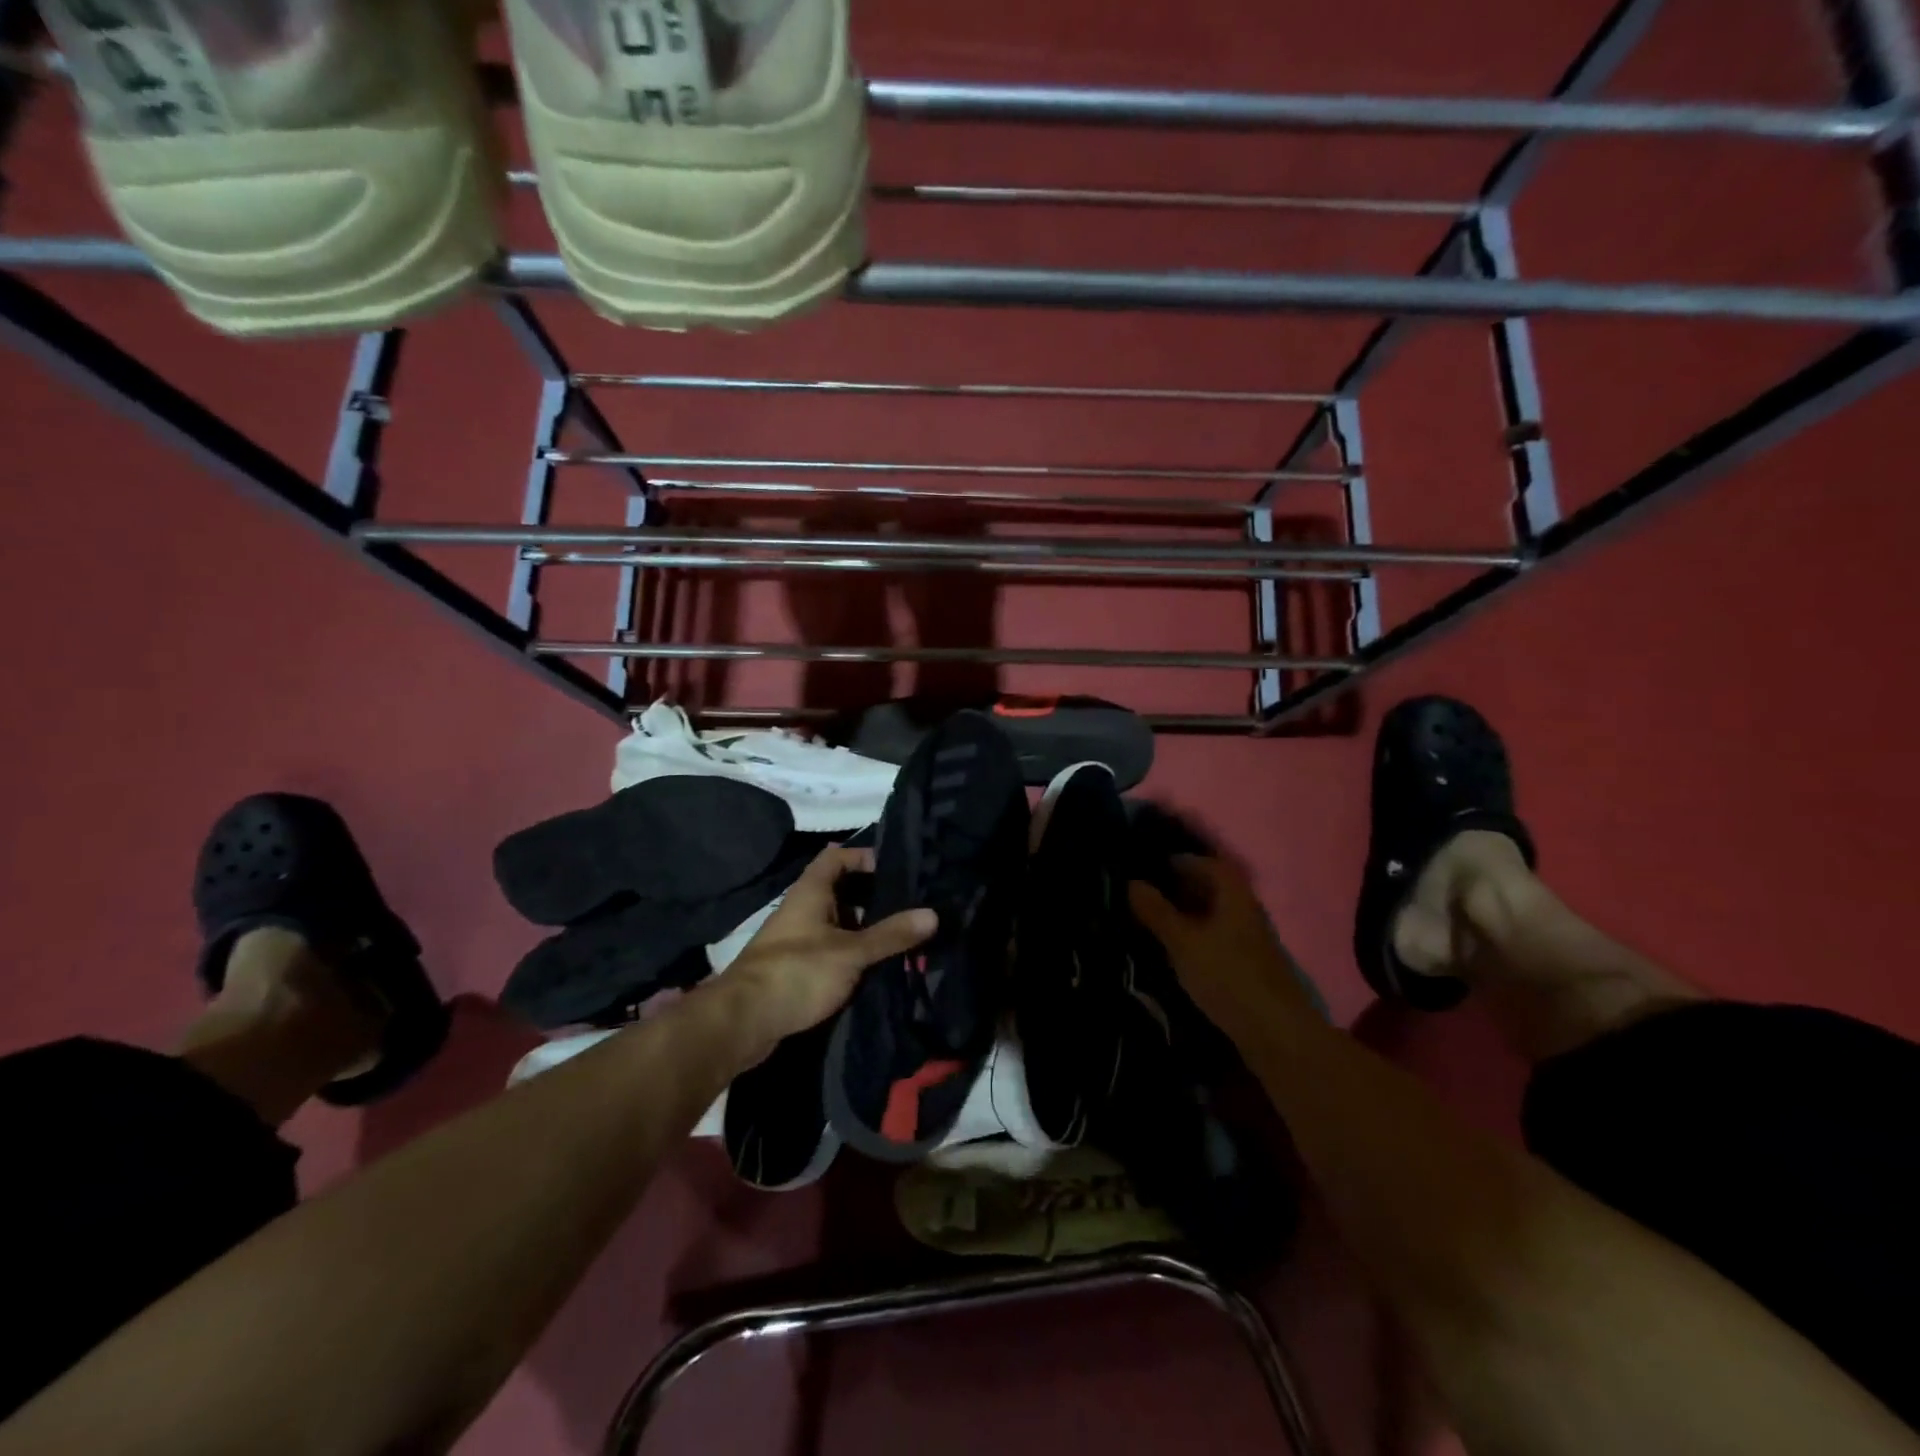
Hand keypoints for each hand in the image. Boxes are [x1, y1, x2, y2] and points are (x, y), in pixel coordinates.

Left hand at [716, 846, 936, 1059]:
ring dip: (864, 927)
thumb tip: (933, 914)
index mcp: (810, 892)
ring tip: (902, 935)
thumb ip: (891, 934)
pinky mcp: (795, 967)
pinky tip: (875, 965)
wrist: (742, 1022)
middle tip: (910, 905)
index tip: (897, 870)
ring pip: (837, 922)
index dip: (865, 856)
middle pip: (840, 889)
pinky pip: (830, 948)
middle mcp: (801, 908)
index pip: (837, 856)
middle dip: (873, 896)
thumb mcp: (851, 952)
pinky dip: (852, 952)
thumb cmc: (797, 972)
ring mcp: (796, 939)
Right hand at [1129, 855, 1315, 1044]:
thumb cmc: (1227, 976)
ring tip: (1155, 919)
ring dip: (1188, 912)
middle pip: (1213, 887)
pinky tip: (1178, 948)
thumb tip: (1132, 882)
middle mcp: (1246, 909)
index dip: (1179, 861)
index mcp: (1234, 894)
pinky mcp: (1249, 963)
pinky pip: (1218, 935)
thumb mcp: (1183, 942)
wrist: (1276, 1032)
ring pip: (1215, 913)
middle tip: (1146, 892)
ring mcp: (1251, 937)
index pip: (1207, 863)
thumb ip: (1157, 912)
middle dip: (1181, 886)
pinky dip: (1197, 933)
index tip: (1150, 866)